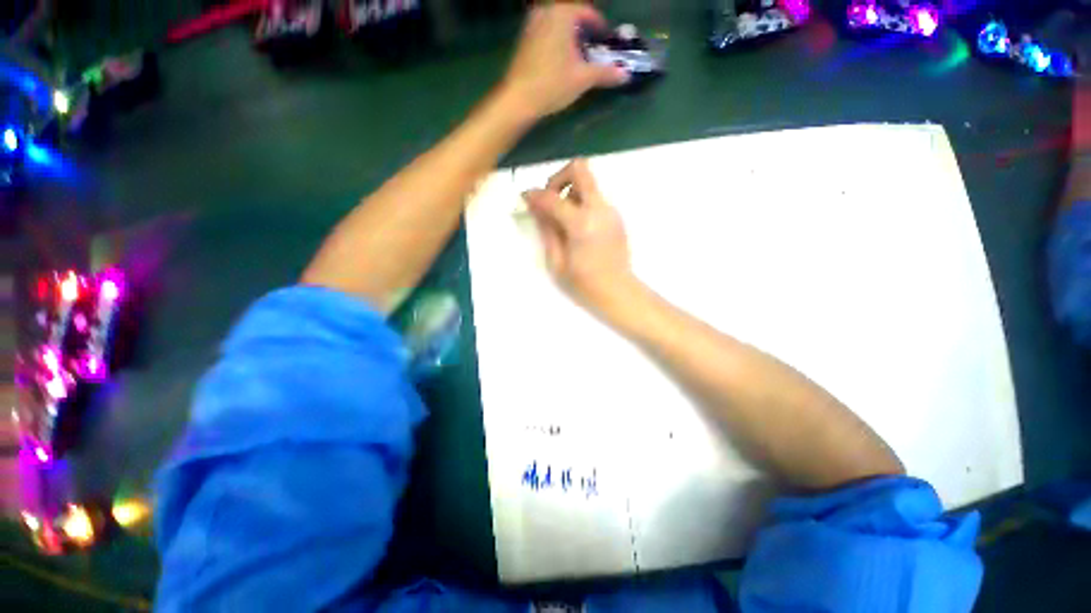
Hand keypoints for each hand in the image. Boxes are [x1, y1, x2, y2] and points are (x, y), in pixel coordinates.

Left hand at [500, 4, 628, 119]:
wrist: (518, 99)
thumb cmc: (553, 84)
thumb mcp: (583, 78)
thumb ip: (605, 73)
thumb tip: (625, 75)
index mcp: (562, 13)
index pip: (587, 12)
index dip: (599, 26)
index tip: (606, 39)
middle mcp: (545, 11)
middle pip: (570, 15)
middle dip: (583, 29)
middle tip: (592, 46)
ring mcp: (531, 24)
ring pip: (556, 23)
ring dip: (568, 34)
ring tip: (577, 54)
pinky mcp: (523, 39)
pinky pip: (544, 31)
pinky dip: (555, 39)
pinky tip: (559, 59)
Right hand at [523, 160, 636, 315]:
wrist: (618, 290)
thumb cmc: (584, 283)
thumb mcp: (557, 261)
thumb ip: (546, 229)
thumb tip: (535, 206)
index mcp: (581, 223)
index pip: (552, 197)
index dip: (534, 195)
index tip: (525, 198)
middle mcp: (599, 209)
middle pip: (579, 169)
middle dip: (558, 178)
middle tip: (549, 199)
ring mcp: (610, 210)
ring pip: (587, 183)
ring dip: (570, 192)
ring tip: (563, 220)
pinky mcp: (616, 215)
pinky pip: (594, 198)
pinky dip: (580, 204)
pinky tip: (577, 228)